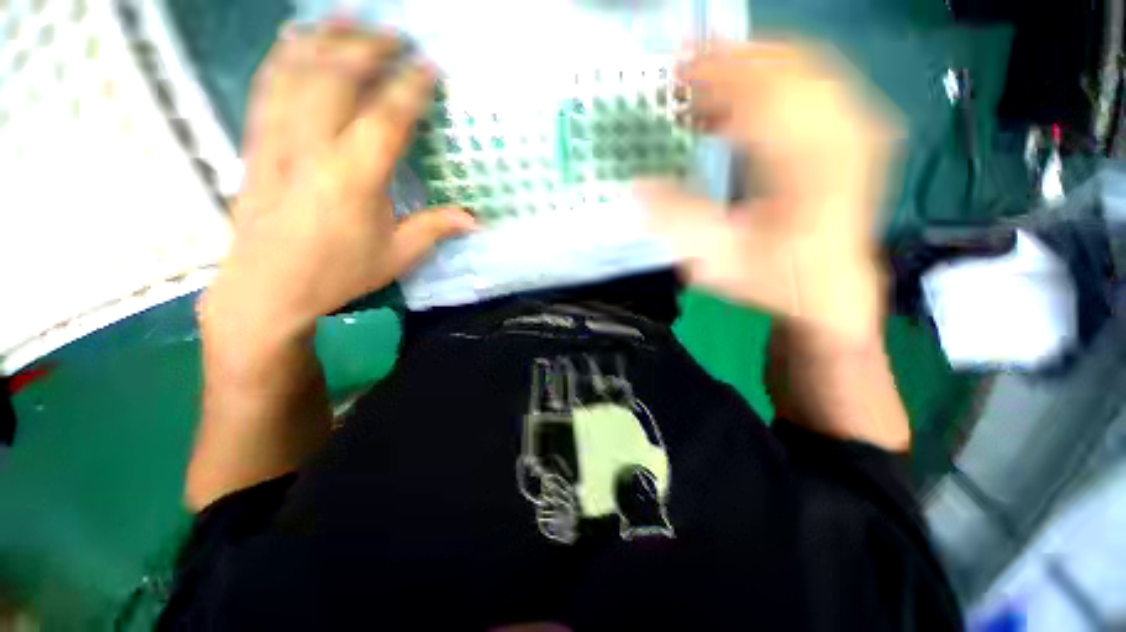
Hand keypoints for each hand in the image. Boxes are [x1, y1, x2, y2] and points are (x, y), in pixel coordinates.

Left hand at [202, 23, 475, 339]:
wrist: (266, 288)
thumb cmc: (338, 274)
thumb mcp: (397, 256)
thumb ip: (435, 229)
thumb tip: (474, 219)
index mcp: (353, 177)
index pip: (386, 116)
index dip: (411, 87)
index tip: (429, 67)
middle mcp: (311, 146)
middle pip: (336, 76)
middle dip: (368, 47)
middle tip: (395, 35)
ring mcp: (275, 139)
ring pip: (296, 69)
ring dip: (325, 37)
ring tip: (349, 17)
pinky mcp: (254, 142)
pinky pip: (267, 85)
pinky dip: (285, 54)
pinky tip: (297, 38)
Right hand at [643, 42, 902, 344]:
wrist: (831, 291)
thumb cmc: (777, 279)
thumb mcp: (720, 260)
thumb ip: (679, 221)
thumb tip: (637, 189)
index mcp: (809, 165)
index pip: (761, 94)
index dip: (715, 75)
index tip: (677, 67)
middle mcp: (841, 135)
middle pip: (787, 67)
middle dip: (732, 60)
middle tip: (687, 65)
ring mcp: (854, 130)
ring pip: (802, 70)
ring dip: (751, 69)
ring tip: (707, 84)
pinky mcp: (852, 136)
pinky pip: (813, 88)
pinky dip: (773, 86)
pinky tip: (740, 107)